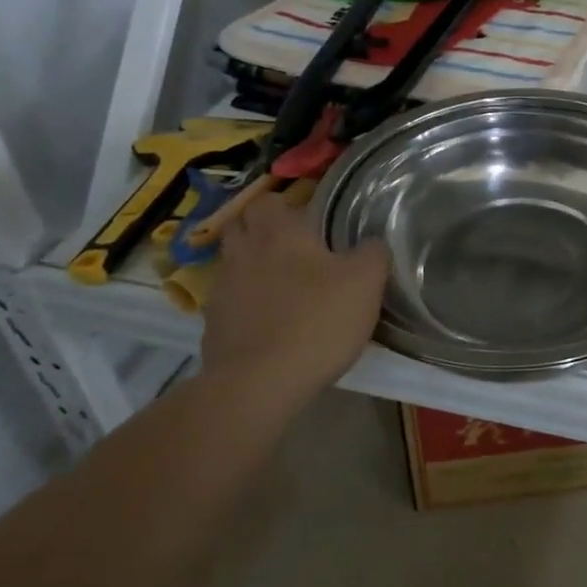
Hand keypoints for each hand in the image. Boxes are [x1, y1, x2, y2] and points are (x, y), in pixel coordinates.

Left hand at [201, 191, 388, 399]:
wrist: (258, 386)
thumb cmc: (316, 321)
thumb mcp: (366, 283)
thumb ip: (373, 253)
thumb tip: (372, 243)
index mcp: (278, 232)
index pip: (268, 200)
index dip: (284, 205)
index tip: (308, 217)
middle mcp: (242, 253)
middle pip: (241, 227)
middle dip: (262, 231)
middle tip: (294, 247)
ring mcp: (221, 292)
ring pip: (233, 265)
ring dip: (252, 268)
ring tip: (284, 286)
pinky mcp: (213, 329)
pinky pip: (230, 303)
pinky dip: (246, 306)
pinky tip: (270, 323)